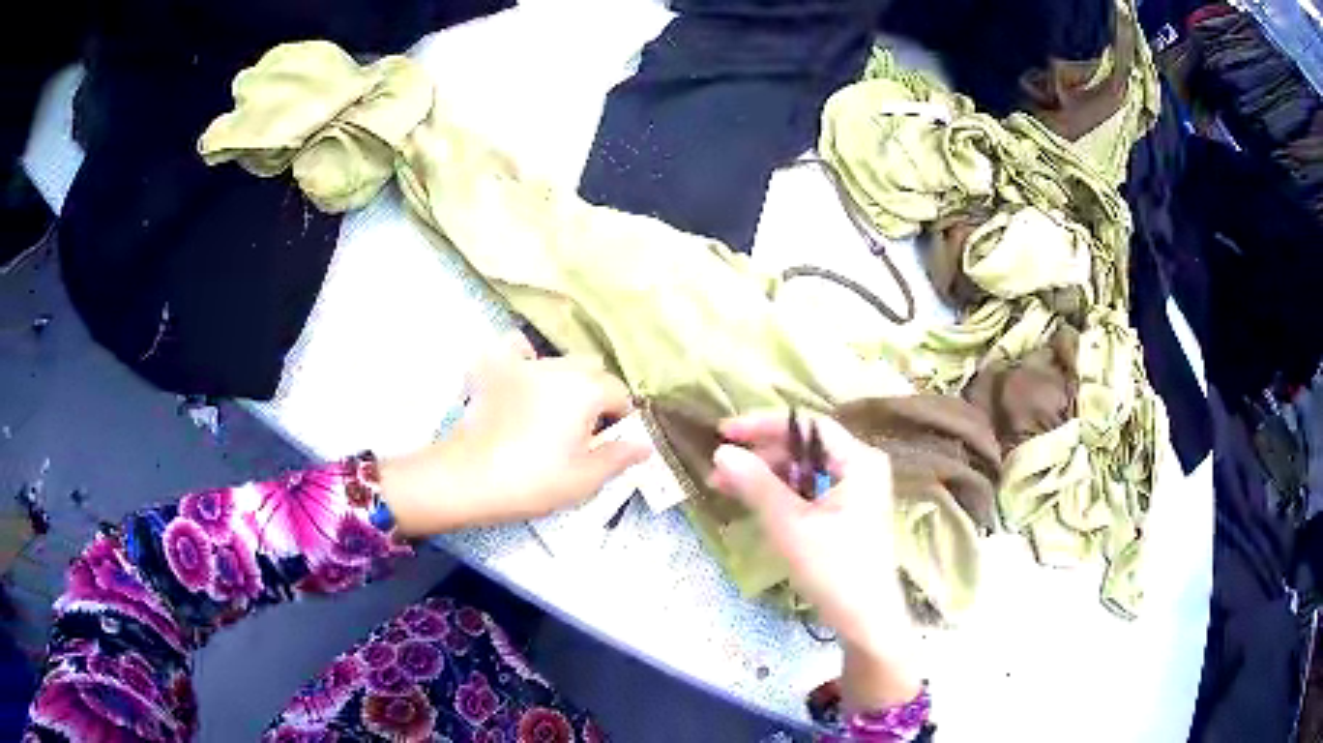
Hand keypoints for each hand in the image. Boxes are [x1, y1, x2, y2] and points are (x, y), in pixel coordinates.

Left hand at [379, 337, 649, 535]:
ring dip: (567, 381)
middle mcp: (558, 366)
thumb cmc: (531, 481)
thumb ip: (618, 457)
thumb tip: (645, 445)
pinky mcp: (493, 369)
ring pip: (559, 361)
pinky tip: (524, 380)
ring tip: (556, 414)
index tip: (611, 445)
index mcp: (585, 389)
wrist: (466, 479)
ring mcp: (522, 364)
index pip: (619, 393)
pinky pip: (516, 350)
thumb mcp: (584, 479)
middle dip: (598, 395)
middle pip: (592, 370)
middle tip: (586, 434)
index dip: (622, 419)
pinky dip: (525, 359)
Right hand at [711, 411, 921, 709]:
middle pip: (804, 447)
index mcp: (858, 461)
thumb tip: (721, 452)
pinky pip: (809, 491)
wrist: (866, 620)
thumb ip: (757, 485)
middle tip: (719, 470)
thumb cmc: (834, 569)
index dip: (762, 425)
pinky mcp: (847, 513)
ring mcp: (856, 492)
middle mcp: (861, 468)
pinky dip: (780, 495)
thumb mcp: (790, 526)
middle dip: (759, 456)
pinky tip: (753, 503)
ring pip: (803, 471)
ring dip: (765, 477)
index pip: (807, 425)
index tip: (724, 433)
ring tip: (726, 488)